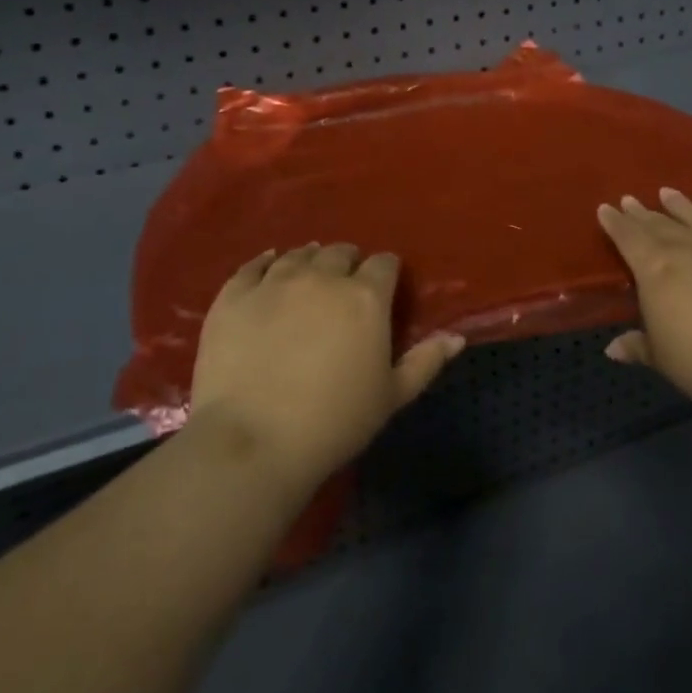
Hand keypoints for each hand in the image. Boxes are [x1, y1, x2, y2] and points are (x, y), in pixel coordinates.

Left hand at [187, 243, 463, 489]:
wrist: (254, 440)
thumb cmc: (334, 422)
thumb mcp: (391, 397)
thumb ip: (425, 361)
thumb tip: (456, 338)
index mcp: (365, 297)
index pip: (384, 264)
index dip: (386, 273)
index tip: (383, 288)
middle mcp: (322, 277)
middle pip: (340, 252)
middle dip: (348, 264)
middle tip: (345, 287)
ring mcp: (275, 282)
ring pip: (299, 255)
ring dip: (310, 260)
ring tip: (309, 276)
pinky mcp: (235, 295)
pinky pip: (253, 265)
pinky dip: (265, 262)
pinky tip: (270, 264)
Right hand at [597, 188, 691, 409]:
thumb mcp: (661, 357)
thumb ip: (638, 345)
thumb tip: (613, 349)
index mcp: (656, 269)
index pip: (629, 238)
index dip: (615, 223)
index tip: (605, 208)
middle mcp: (690, 250)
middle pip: (661, 225)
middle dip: (643, 213)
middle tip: (631, 199)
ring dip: (684, 206)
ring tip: (669, 193)